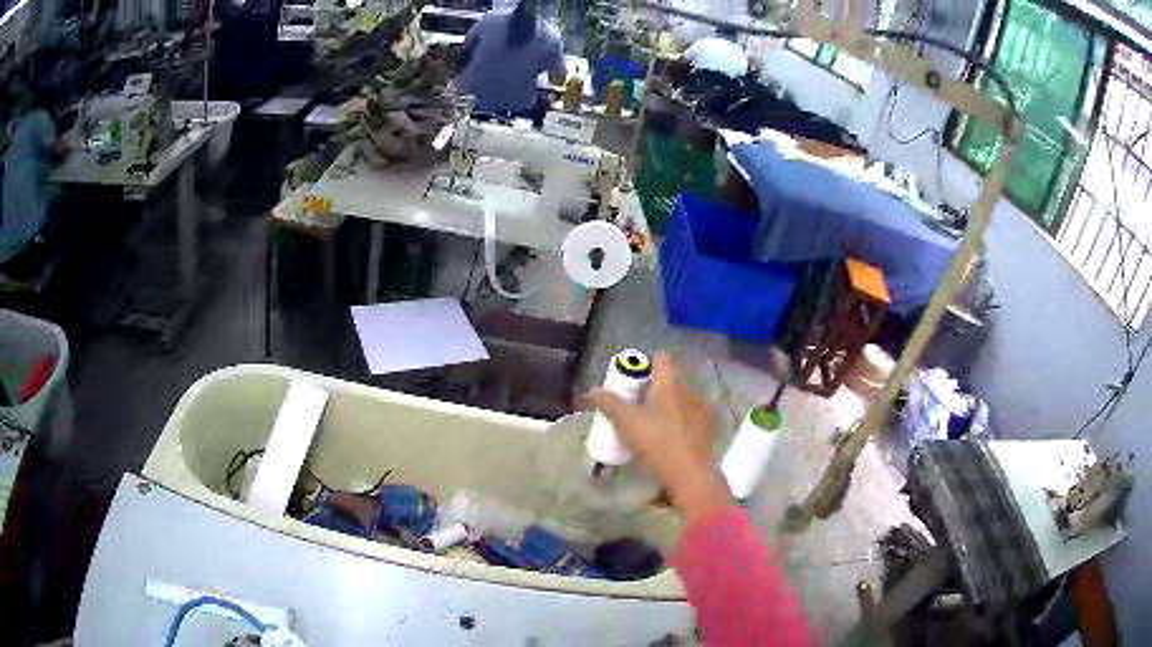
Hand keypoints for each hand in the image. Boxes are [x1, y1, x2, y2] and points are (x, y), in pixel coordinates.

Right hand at [584, 353, 731, 523]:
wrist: (690, 474)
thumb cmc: (656, 441)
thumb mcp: (624, 421)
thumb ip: (607, 403)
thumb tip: (589, 392)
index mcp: (670, 382)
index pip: (660, 358)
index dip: (644, 366)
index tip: (630, 383)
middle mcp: (689, 390)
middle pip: (669, 380)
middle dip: (653, 390)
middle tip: (634, 407)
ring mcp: (702, 410)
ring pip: (681, 400)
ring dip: (667, 408)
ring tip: (650, 426)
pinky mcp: (709, 430)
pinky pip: (691, 419)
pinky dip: (679, 424)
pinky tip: (668, 441)